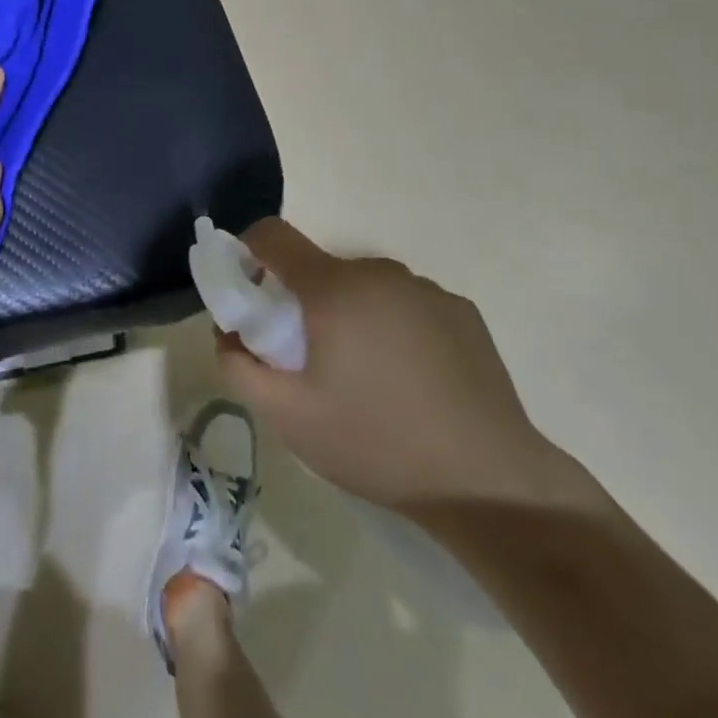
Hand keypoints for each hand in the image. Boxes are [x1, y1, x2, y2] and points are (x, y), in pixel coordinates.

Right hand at [216, 219, 589, 519]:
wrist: (489, 482)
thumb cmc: (375, 442)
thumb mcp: (288, 416)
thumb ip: (239, 365)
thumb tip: (229, 333)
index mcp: (334, 287)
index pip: (273, 234)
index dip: (247, 252)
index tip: (247, 293)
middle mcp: (380, 273)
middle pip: (319, 268)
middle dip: (300, 300)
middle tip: (305, 359)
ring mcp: (427, 290)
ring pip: (363, 287)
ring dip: (347, 314)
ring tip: (362, 377)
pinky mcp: (462, 312)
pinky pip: (404, 305)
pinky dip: (389, 326)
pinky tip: (408, 381)